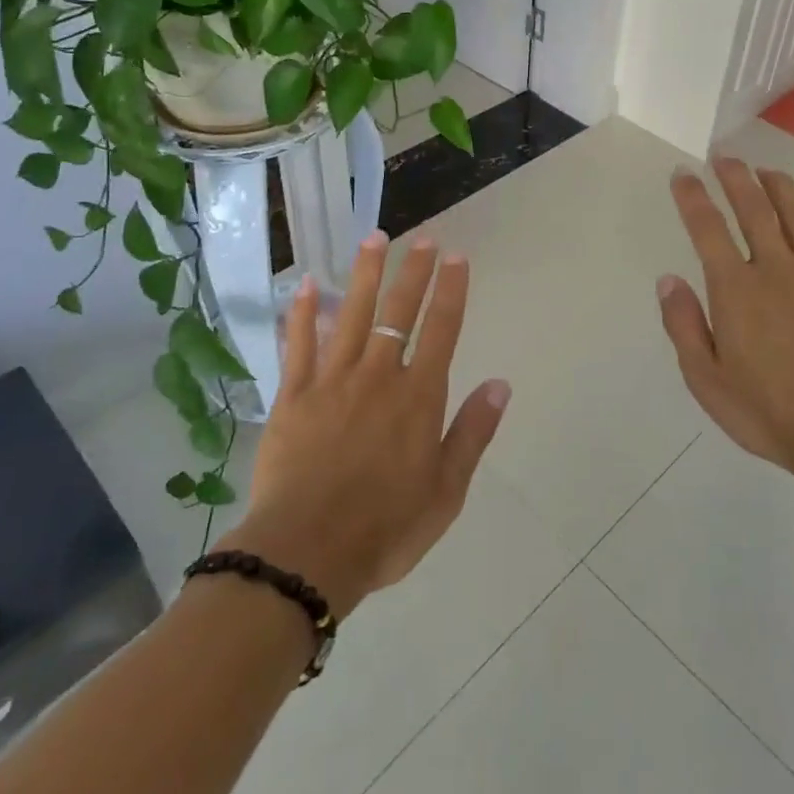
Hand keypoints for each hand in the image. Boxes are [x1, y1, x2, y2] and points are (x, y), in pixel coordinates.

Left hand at [222, 233, 510, 617]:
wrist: (306, 555)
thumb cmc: (385, 528)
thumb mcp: (446, 492)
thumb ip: (472, 433)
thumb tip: (501, 384)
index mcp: (418, 397)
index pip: (441, 330)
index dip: (451, 290)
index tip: (457, 257)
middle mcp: (378, 376)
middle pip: (399, 312)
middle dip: (414, 272)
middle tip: (424, 239)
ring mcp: (332, 381)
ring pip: (351, 314)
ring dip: (365, 274)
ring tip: (374, 239)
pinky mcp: (293, 396)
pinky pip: (298, 345)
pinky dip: (302, 313)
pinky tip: (304, 284)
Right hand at [657, 159, 793, 487]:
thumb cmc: (768, 412)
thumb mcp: (706, 380)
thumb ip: (684, 326)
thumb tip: (668, 280)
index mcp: (736, 289)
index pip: (708, 229)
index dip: (693, 197)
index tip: (683, 173)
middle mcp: (777, 269)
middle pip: (755, 209)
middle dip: (736, 178)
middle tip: (725, 156)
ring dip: (780, 188)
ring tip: (767, 171)